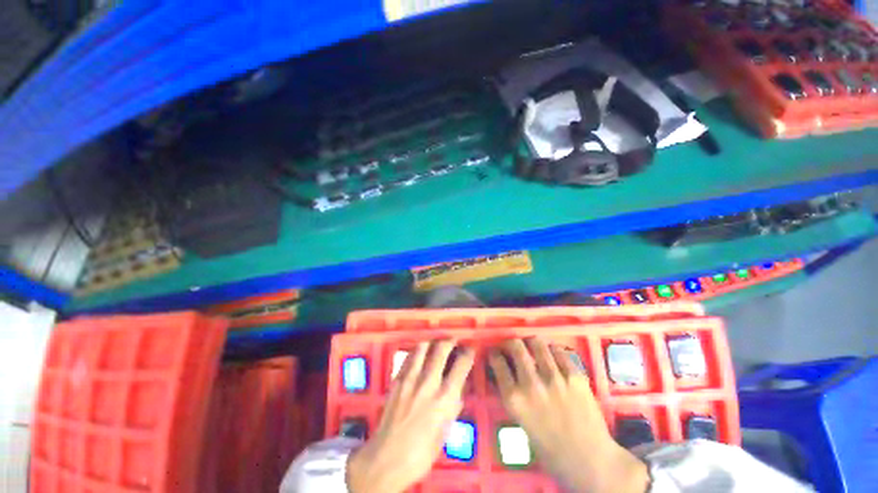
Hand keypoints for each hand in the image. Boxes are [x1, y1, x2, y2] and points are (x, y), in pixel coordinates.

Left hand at [347, 340, 474, 492]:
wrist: (386, 458)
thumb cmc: (421, 453)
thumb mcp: (444, 433)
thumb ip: (453, 407)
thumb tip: (458, 390)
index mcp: (445, 398)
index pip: (461, 365)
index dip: (468, 353)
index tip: (470, 349)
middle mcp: (429, 382)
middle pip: (442, 349)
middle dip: (450, 341)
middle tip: (453, 340)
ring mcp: (410, 378)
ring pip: (423, 347)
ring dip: (432, 342)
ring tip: (436, 344)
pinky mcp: (397, 380)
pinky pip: (409, 357)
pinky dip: (416, 352)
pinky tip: (419, 355)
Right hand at [488, 338, 648, 492]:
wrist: (590, 462)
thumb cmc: (551, 450)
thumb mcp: (522, 422)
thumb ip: (513, 396)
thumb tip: (508, 373)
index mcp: (514, 399)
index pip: (498, 363)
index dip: (495, 354)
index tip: (496, 353)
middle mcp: (531, 384)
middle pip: (516, 347)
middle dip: (511, 343)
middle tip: (513, 346)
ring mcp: (554, 378)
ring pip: (537, 343)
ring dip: (532, 342)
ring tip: (532, 346)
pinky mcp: (575, 376)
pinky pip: (559, 352)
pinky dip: (553, 350)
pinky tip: (552, 355)